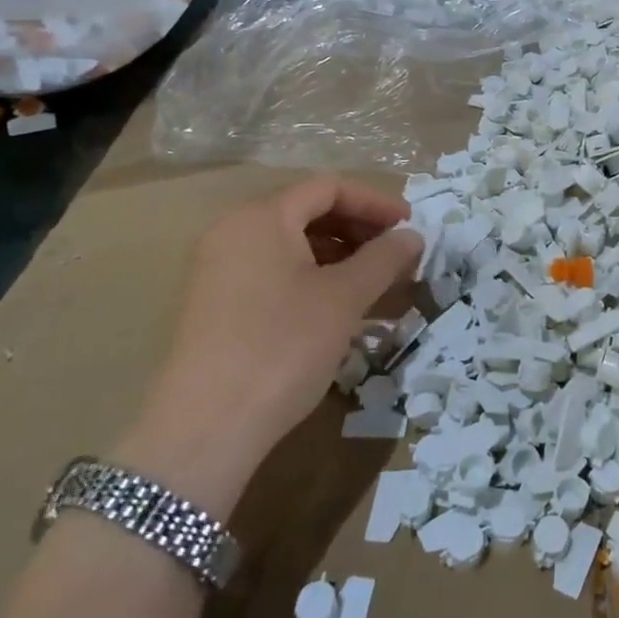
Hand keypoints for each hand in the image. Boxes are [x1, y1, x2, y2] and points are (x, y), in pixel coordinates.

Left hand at [115, 178, 421, 510]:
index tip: (411, 226)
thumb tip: (413, 236)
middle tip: (397, 257)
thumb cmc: (283, 346)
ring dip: (340, 258)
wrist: (205, 429)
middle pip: (308, 213)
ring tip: (377, 286)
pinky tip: (340, 310)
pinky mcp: (216, 306)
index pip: (328, 188)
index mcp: (261, 217)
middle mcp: (233, 232)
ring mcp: (219, 270)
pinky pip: (274, 274)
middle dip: (360, 230)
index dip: (376, 202)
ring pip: (292, 246)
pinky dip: (313, 280)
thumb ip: (384, 258)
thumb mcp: (344, 298)